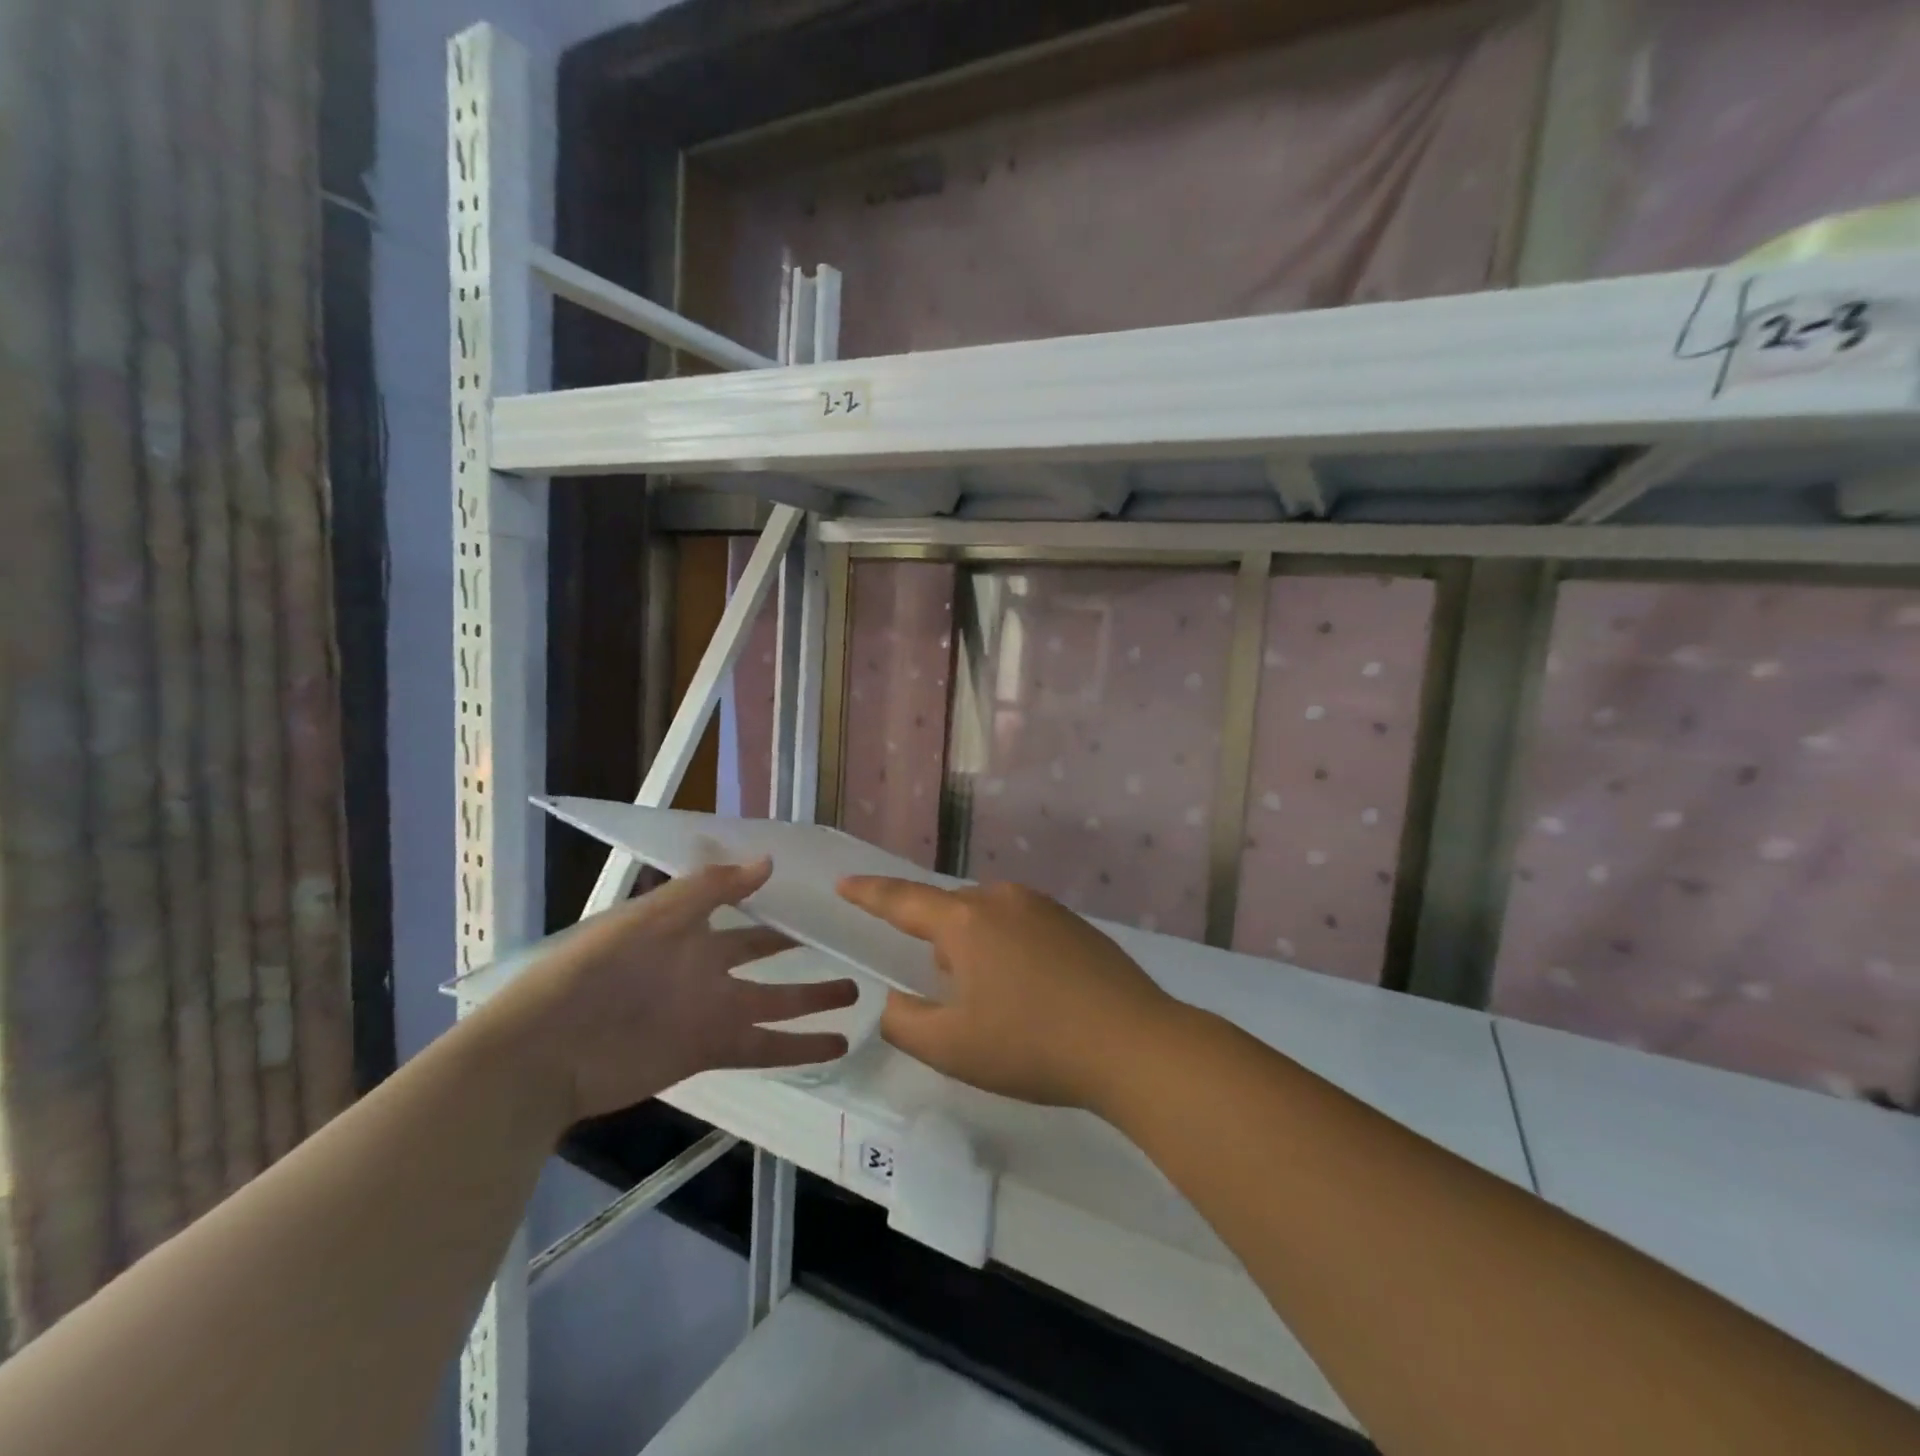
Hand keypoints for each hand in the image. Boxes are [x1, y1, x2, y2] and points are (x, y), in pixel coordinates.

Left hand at [487, 860, 858, 1123]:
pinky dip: (800, 1048)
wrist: (549, 1050)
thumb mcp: (651, 917)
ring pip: (777, 1002)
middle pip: (766, 956)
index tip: (817, 895)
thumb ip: (709, 889)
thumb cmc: (597, 970)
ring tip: (859, 993)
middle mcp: (708, 968)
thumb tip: (768, 862)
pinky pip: (766, 1047)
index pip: (744, 910)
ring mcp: (713, 1011)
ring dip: (814, 1000)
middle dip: (801, 949)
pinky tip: (837, 1045)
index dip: (776, 903)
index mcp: (692, 930)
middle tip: (847, 940)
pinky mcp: (712, 1051)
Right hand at [835, 878, 1174, 1109]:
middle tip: (944, 991)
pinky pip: (1022, 927)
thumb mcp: (951, 1047)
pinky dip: (1010, 952)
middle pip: (950, 913)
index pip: (903, 901)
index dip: (869, 893)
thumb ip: (904, 1022)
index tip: (844, 882)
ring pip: (989, 920)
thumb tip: (896, 1001)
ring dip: (976, 950)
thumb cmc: (1031, 1045)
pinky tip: (1031, 994)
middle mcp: (1003, 900)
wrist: (1133, 1044)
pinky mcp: (1075, 924)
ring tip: (993, 1000)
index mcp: (966, 922)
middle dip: (937, 944)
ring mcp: (1044, 908)